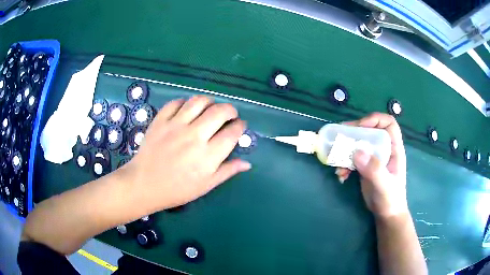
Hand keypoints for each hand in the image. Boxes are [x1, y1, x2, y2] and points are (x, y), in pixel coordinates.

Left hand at [120, 96, 250, 211]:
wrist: (144, 184)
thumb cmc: (177, 189)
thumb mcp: (206, 185)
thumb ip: (227, 171)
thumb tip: (247, 163)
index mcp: (208, 155)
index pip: (232, 132)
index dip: (240, 126)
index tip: (240, 126)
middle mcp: (194, 135)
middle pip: (220, 111)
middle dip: (230, 110)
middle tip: (230, 115)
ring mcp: (175, 125)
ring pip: (199, 101)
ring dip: (210, 101)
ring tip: (210, 108)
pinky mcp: (160, 120)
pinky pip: (176, 102)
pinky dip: (185, 102)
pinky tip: (187, 110)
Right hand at [336, 113, 407, 218]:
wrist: (386, 214)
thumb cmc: (391, 199)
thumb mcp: (384, 185)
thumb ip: (374, 169)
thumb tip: (357, 151)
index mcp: (394, 149)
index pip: (388, 124)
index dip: (375, 120)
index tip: (360, 127)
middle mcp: (384, 149)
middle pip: (370, 131)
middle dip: (354, 133)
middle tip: (339, 136)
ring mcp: (374, 158)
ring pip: (359, 144)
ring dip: (346, 150)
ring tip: (337, 160)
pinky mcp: (365, 167)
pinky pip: (353, 158)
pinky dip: (344, 164)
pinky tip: (341, 175)